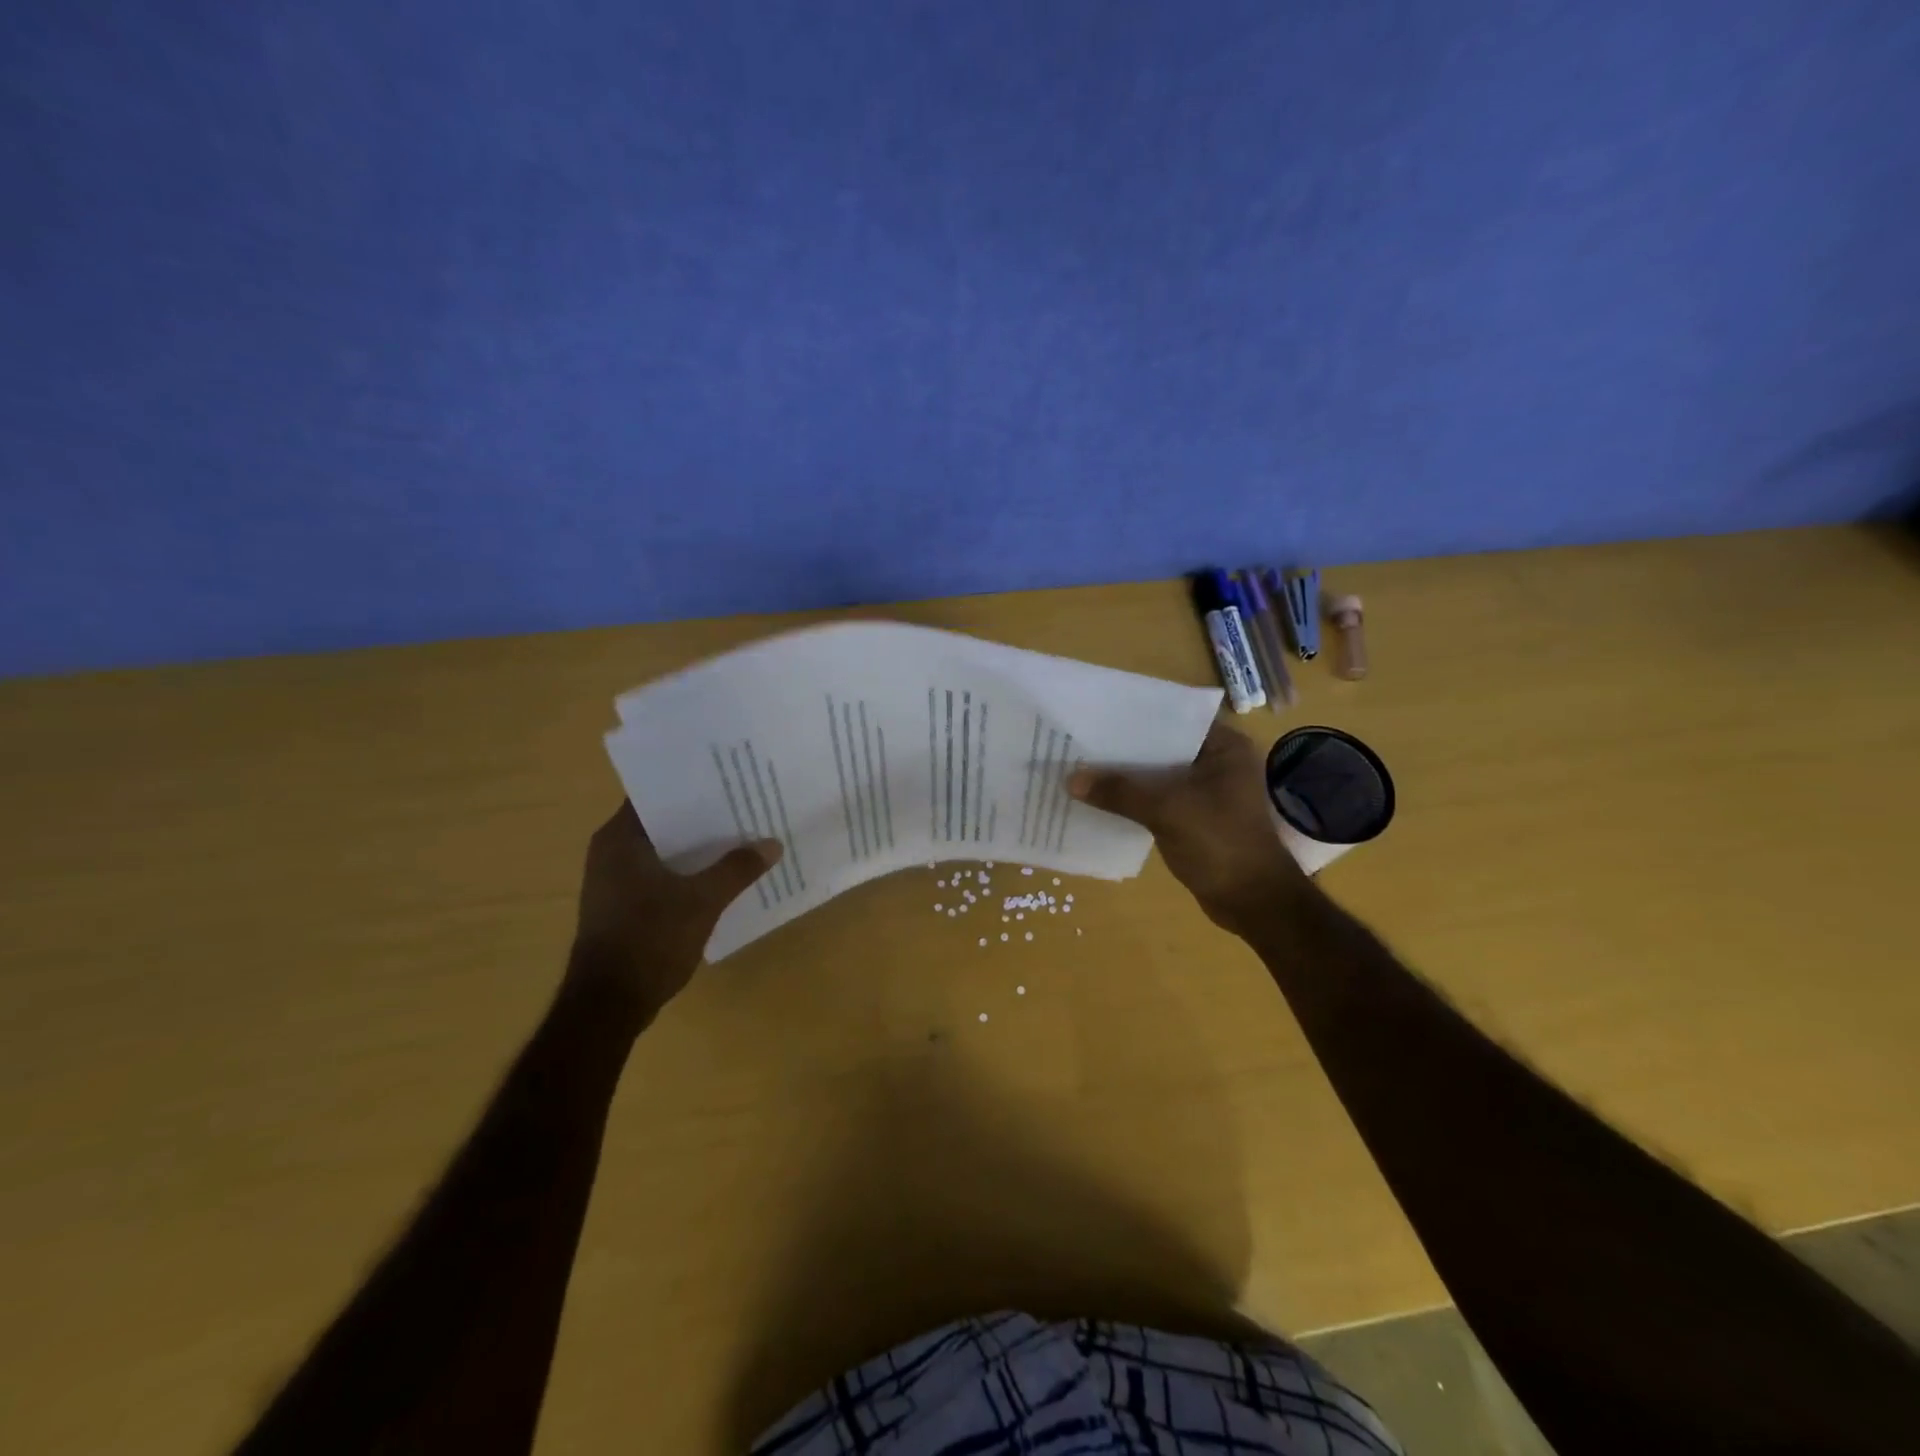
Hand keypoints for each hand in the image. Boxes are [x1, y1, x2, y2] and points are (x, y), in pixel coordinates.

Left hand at [568, 802, 781, 1018]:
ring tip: (744, 836)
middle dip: (706, 818)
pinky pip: (664, 876)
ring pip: (667, 852)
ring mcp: (616, 882)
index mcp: (619, 839)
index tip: (730, 778)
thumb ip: (737, 869)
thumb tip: (772, 844)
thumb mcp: (702, 901)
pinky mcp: (625, 907)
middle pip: (666, 823)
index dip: (694, 785)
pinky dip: (690, 872)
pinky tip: (724, 876)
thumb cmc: (648, 940)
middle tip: (748, 805)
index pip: (658, 794)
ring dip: (701, 848)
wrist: (608, 1006)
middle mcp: (612, 853)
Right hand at [1069, 722, 1311, 937]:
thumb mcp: (1167, 811)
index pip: (1172, 718)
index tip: (1095, 713)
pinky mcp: (1193, 817)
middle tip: (1078, 739)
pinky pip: (1155, 799)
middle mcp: (1216, 762)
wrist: (1252, 902)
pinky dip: (1131, 799)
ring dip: (1124, 776)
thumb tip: (1070, 780)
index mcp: (1224, 747)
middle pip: (1160, 747)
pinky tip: (1098, 798)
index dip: (1134, 716)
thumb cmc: (1220, 843)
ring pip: (1155, 775)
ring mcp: (1205, 791)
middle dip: (1122, 748)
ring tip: (1080, 765)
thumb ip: (1119, 792)